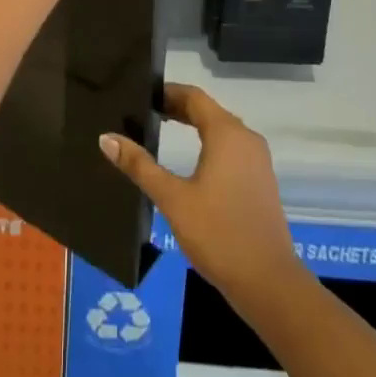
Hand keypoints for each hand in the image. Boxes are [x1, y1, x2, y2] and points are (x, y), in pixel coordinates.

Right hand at [100, 84, 303, 316]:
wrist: (269, 284)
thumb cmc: (218, 234)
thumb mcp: (173, 199)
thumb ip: (140, 166)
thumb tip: (106, 138)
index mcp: (227, 133)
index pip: (194, 96)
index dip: (168, 92)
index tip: (143, 96)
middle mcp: (246, 138)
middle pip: (208, 111)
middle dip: (178, 109)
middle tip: (146, 114)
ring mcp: (257, 160)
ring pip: (222, 130)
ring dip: (194, 126)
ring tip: (162, 132)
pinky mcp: (261, 181)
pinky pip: (231, 149)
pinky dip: (209, 145)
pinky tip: (192, 164)